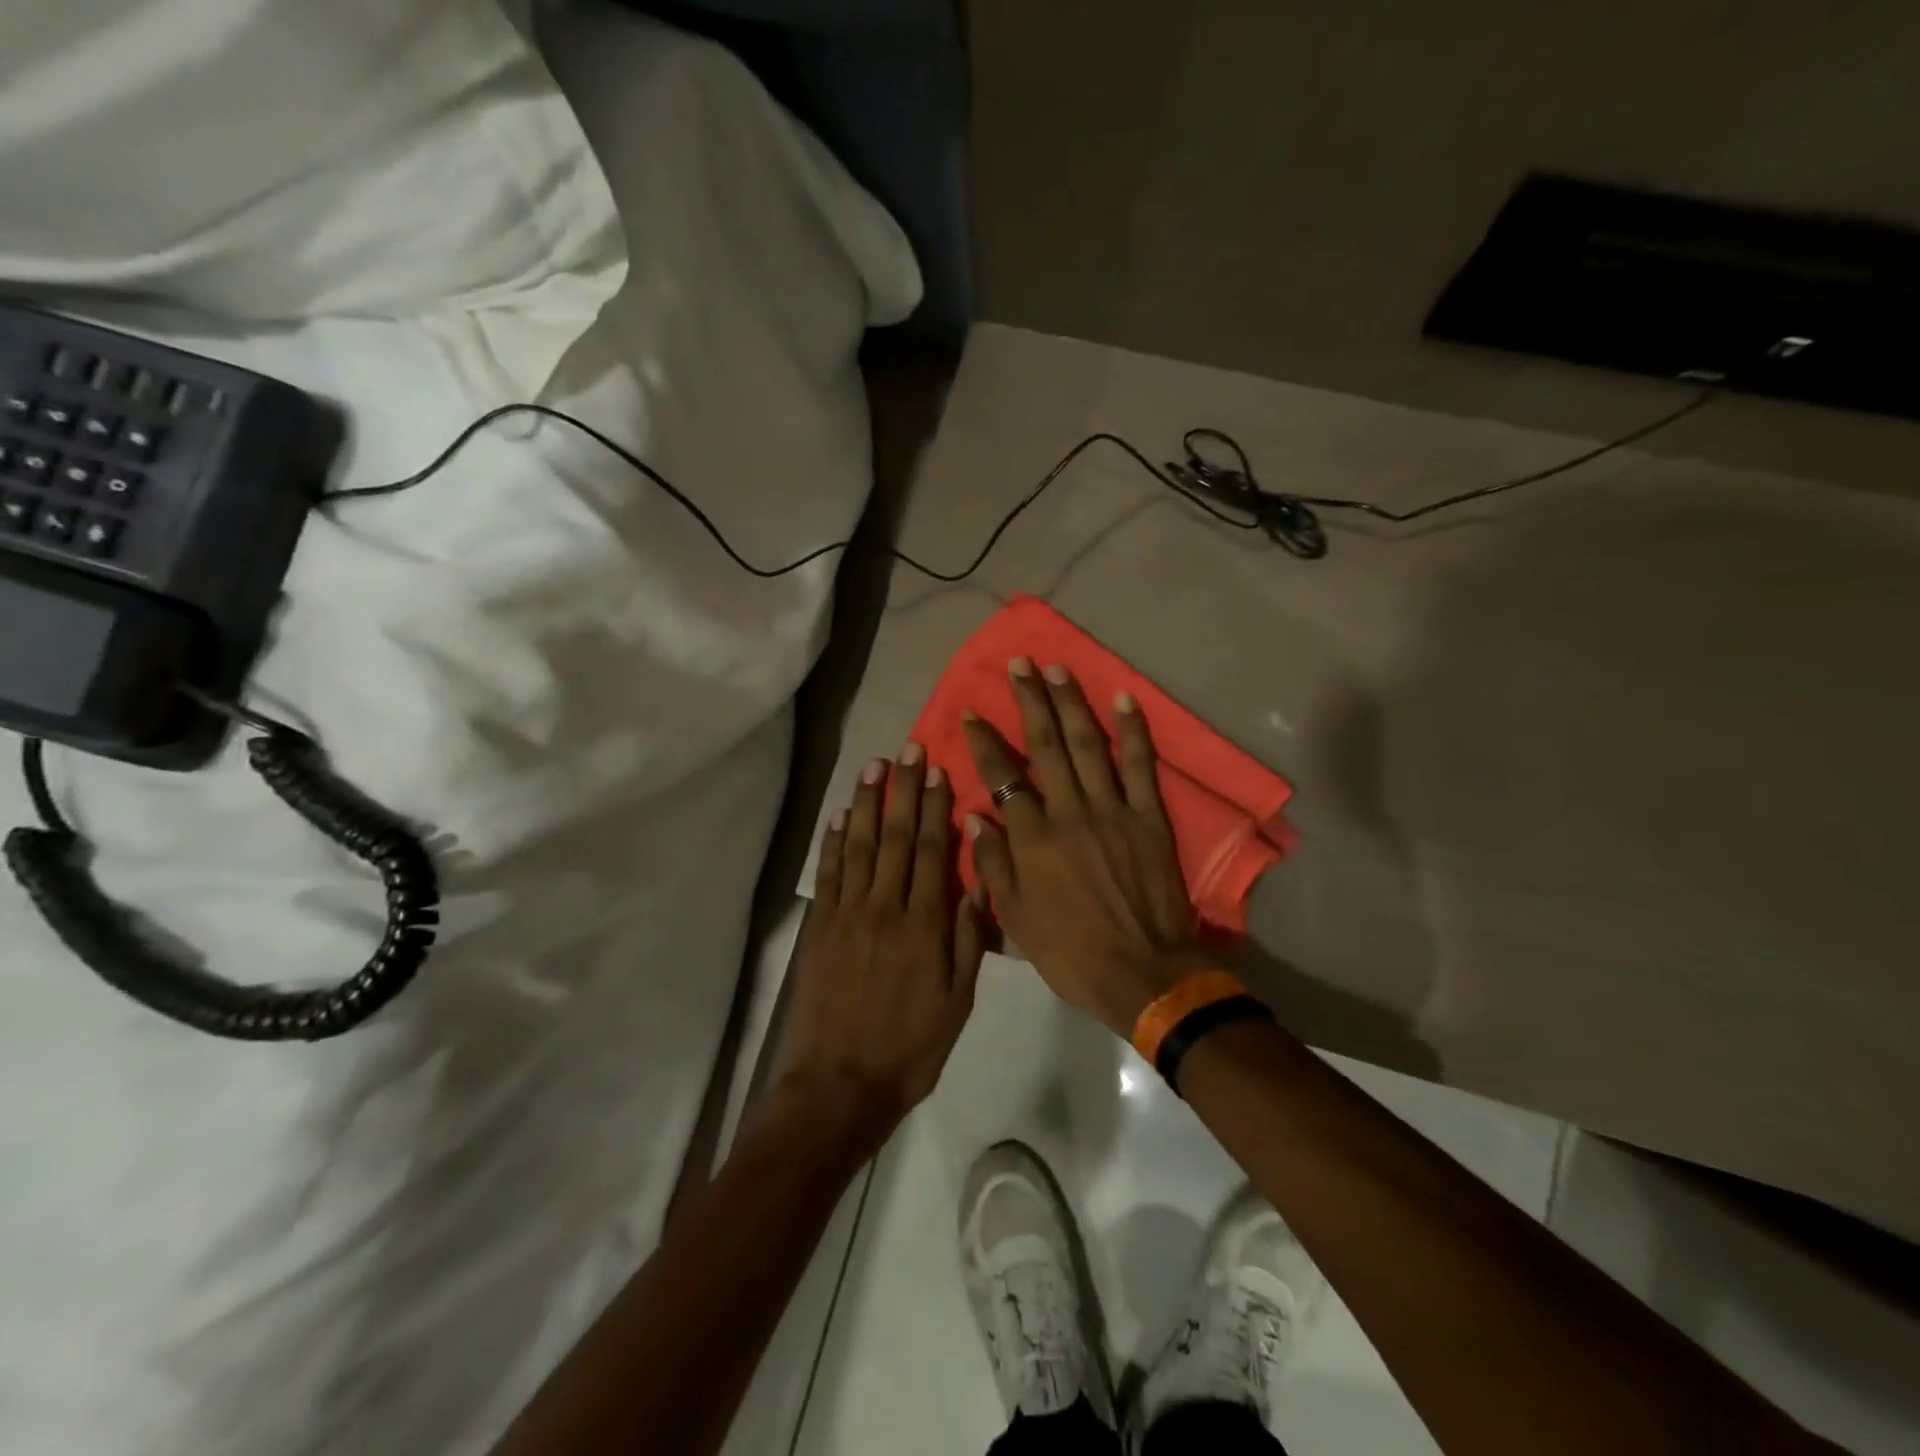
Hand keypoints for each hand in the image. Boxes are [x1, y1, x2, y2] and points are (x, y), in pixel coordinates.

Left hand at [776, 747, 986, 1148]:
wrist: (841, 1084)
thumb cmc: (910, 1045)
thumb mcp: (957, 1000)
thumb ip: (969, 938)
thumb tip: (980, 880)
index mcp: (923, 925)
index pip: (929, 851)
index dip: (934, 807)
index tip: (937, 770)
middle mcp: (883, 908)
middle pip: (893, 837)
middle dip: (902, 790)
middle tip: (907, 749)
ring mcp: (846, 915)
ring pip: (857, 845)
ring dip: (864, 802)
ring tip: (873, 766)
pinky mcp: (819, 928)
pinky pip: (827, 874)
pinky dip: (831, 841)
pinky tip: (836, 815)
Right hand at [962, 661, 1208, 1036]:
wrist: (1142, 973)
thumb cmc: (1070, 951)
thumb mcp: (1015, 919)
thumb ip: (993, 865)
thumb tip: (976, 816)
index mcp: (1033, 839)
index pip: (1002, 777)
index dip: (984, 742)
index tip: (971, 713)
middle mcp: (1069, 812)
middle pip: (1045, 746)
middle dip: (1029, 701)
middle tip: (1019, 664)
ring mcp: (1112, 811)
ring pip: (1087, 746)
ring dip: (1072, 703)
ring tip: (1058, 669)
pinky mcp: (1148, 817)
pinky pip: (1139, 766)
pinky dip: (1133, 732)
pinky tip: (1124, 700)